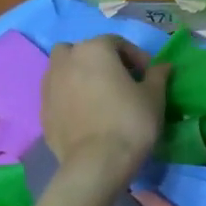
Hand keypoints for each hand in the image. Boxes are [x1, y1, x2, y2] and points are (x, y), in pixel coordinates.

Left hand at [41, 36, 168, 179]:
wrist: (97, 162)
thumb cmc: (130, 121)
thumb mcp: (154, 97)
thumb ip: (157, 76)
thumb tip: (162, 66)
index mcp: (94, 50)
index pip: (116, 43)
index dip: (136, 57)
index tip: (148, 76)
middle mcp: (66, 61)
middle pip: (83, 51)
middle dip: (101, 61)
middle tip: (120, 81)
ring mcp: (49, 85)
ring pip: (63, 70)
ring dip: (80, 76)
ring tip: (99, 97)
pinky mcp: (42, 110)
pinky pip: (58, 95)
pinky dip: (70, 98)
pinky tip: (86, 116)